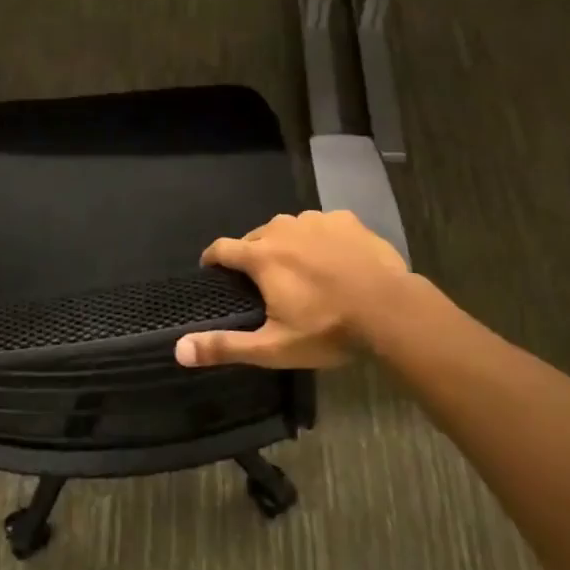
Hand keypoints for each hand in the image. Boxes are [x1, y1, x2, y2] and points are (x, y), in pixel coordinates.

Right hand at [176, 210, 409, 370]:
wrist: (390, 310)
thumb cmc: (328, 329)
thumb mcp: (274, 347)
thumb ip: (226, 346)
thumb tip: (179, 349)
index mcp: (261, 255)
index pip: (221, 248)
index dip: (212, 260)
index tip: (211, 272)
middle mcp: (283, 228)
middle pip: (256, 238)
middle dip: (254, 257)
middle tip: (265, 285)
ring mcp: (316, 220)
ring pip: (290, 229)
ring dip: (288, 246)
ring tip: (302, 272)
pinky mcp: (345, 219)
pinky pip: (322, 226)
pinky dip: (321, 240)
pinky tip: (335, 261)